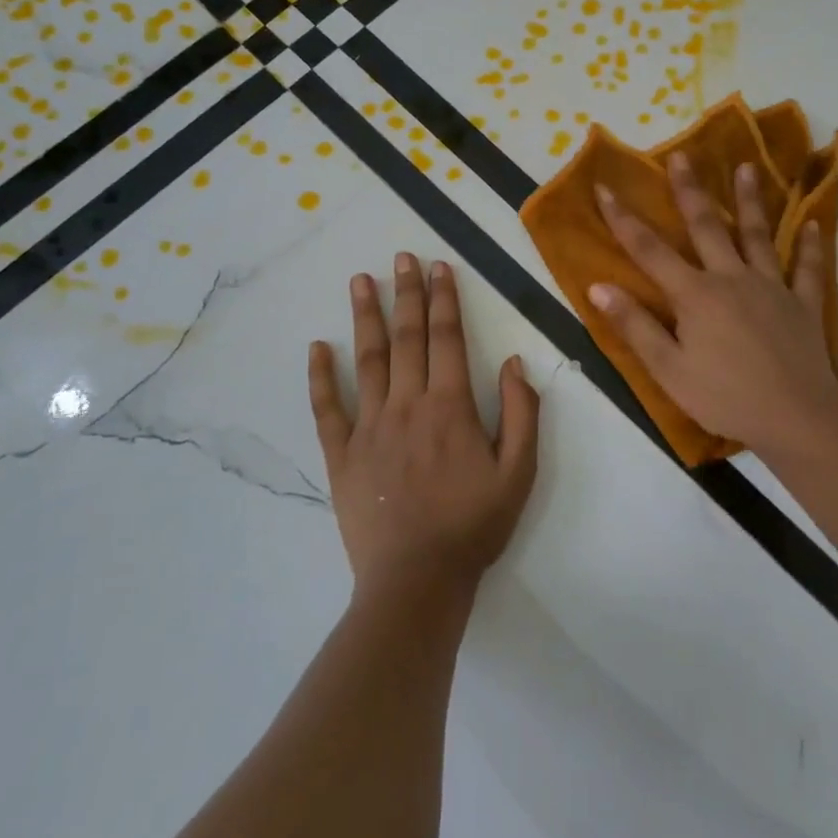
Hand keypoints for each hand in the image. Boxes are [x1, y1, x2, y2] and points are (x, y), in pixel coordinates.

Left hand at [309, 254, 539, 602]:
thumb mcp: (519, 473)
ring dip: (365, 318)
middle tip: (401, 257)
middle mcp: (407, 405)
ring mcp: (369, 427)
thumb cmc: (473, 525)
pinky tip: (317, 347)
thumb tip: (514, 362)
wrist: (417, 580)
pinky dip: (320, 376)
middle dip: (406, 293)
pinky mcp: (341, 454)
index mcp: (450, 407)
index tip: (440, 267)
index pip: (447, 339)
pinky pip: (327, 409)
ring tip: (360, 281)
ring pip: (367, 361)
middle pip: (407, 338)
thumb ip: (521, 413)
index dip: (445, 300)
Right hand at [591, 152, 837, 456]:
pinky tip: (811, 223)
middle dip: (689, 190)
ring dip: (750, 200)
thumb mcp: (668, 369)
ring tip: (747, 167)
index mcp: (694, 295)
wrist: (796, 416)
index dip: (623, 219)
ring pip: (758, 236)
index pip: (649, 250)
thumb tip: (599, 286)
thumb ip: (635, 326)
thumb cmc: (724, 396)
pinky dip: (810, 246)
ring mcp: (772, 287)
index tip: (604, 187)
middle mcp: (731, 278)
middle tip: (681, 155)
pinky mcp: (802, 304)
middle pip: (706, 227)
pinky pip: (807, 269)